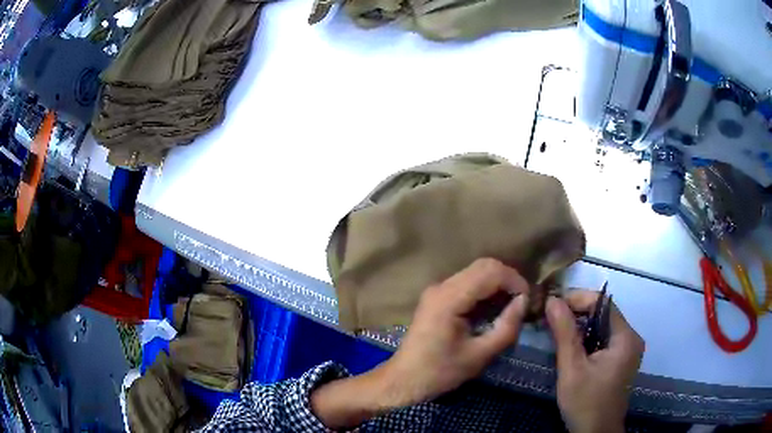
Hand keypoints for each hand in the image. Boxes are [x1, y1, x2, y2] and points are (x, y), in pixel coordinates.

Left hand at [311, 259, 528, 428]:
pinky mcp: (437, 298)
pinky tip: (493, 310)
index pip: (490, 272)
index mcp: (449, 299)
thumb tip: (523, 302)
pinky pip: (467, 284)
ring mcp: (437, 290)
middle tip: (521, 303)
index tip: (528, 301)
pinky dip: (485, 291)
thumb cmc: (440, 372)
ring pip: (476, 273)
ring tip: (511, 307)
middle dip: (508, 280)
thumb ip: (506, 327)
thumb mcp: (479, 355)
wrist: (404, 380)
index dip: (514, 281)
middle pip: (483, 266)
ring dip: (497, 285)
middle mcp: (441, 286)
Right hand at [546, 291, 644, 432]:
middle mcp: (631, 338)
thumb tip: (553, 300)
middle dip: (577, 312)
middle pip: (603, 314)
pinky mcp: (620, 361)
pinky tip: (570, 346)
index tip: (552, 304)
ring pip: (602, 327)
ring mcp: (627, 350)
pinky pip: (603, 340)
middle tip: (550, 317)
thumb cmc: (585, 403)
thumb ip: (564, 333)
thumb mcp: (572, 369)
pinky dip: (586, 339)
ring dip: (580, 326)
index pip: (603, 303)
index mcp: (626, 337)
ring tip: (555, 328)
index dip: (577, 299)